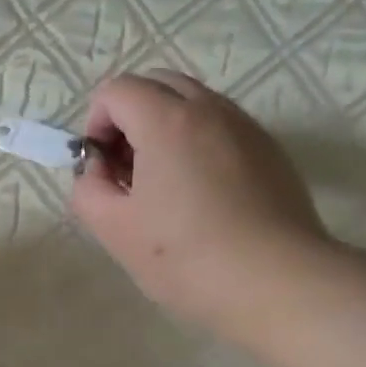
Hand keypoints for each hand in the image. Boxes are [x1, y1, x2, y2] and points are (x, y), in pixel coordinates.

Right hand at [70, 70, 331, 344]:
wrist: (277, 282)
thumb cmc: (185, 256)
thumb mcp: (113, 228)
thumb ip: (88, 188)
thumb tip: (99, 169)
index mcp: (166, 121)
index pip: (116, 90)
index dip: (96, 123)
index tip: (101, 167)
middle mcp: (210, 109)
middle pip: (157, 84)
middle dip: (130, 117)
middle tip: (127, 170)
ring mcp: (246, 127)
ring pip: (193, 104)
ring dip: (165, 129)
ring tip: (163, 187)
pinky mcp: (271, 151)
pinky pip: (222, 128)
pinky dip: (198, 144)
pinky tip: (201, 198)